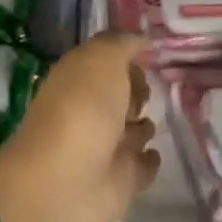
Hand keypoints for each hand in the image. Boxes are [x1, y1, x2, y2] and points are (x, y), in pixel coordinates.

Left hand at [0, 34, 159, 221]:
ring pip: (133, 129)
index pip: (107, 60)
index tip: (152, 53)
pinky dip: (149, 159)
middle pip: (121, 95)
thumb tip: (141, 39)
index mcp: (79, 78)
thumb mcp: (101, 60)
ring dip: (143, 125)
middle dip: (137, 90)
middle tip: (149, 92)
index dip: (126, 56)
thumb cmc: (83, 109)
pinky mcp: (121, 181)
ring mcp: (106, 147)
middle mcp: (91, 109)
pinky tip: (155, 153)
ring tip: (149, 121)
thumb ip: (122, 45)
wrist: (67, 183)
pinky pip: (142, 164)